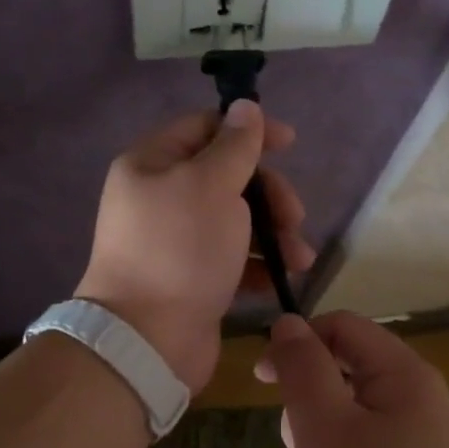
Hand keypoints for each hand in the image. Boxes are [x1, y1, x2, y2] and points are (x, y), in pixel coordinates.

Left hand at [76, 102, 312, 391]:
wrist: (147, 340)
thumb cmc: (180, 249)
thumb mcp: (211, 185)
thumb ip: (235, 146)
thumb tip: (246, 107)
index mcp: (151, 164)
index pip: (204, 128)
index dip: (249, 130)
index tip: (290, 144)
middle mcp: (159, 198)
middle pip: (225, 177)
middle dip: (268, 193)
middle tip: (295, 216)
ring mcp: (174, 242)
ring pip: (234, 220)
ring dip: (273, 233)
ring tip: (301, 257)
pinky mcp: (190, 279)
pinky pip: (231, 259)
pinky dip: (259, 265)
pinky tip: (284, 277)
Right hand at [258, 312, 448, 447]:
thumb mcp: (324, 430)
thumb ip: (303, 368)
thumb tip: (288, 323)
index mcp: (404, 375)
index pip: (342, 326)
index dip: (297, 341)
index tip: (261, 381)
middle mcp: (418, 400)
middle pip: (346, 368)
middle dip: (307, 397)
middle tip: (296, 445)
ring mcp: (421, 445)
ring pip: (350, 414)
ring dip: (319, 436)